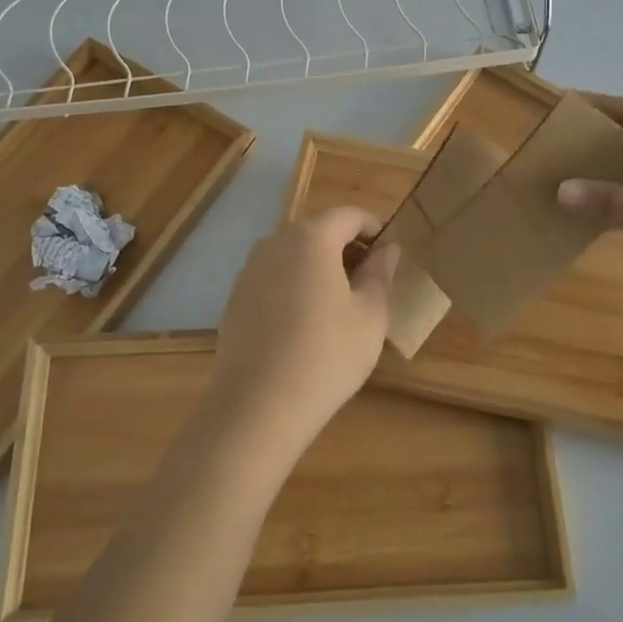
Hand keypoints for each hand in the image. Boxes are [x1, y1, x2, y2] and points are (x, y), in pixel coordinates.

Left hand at [210, 206, 400, 446]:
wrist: (257, 406)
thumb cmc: (326, 355)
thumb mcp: (370, 317)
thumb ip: (380, 275)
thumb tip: (386, 250)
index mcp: (311, 238)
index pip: (348, 215)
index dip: (373, 228)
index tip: (388, 256)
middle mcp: (274, 243)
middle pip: (317, 232)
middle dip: (345, 249)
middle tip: (369, 283)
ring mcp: (249, 271)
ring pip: (292, 256)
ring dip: (318, 268)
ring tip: (338, 307)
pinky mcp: (234, 299)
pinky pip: (273, 280)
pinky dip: (293, 288)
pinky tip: (304, 327)